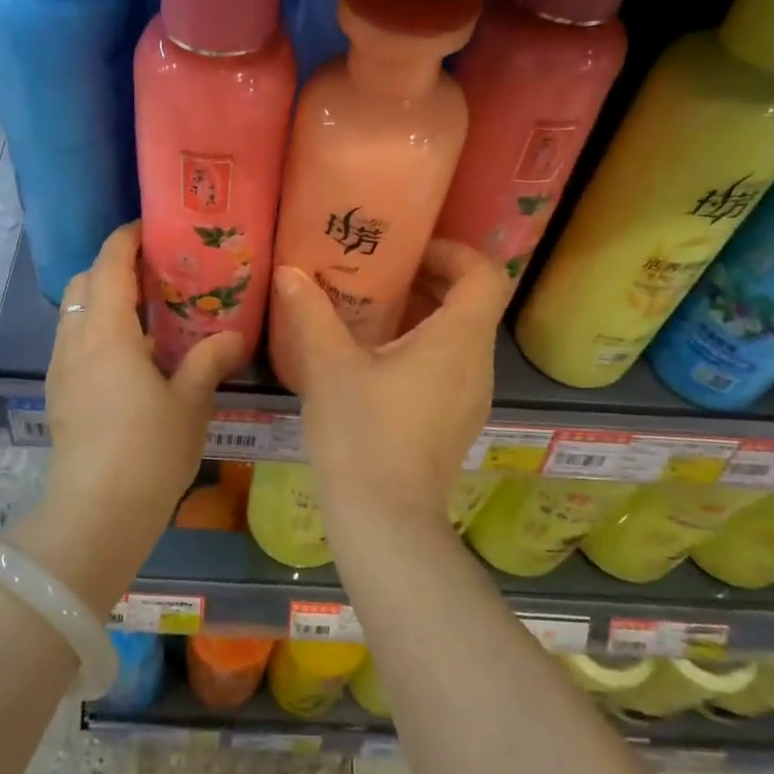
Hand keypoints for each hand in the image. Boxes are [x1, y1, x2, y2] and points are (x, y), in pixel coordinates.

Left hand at [44, 224, 243, 525]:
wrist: (96, 513)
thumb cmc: (148, 450)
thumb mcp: (189, 403)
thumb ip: (208, 361)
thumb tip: (231, 336)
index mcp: (106, 330)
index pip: (109, 262)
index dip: (127, 238)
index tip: (154, 230)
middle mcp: (76, 340)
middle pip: (85, 281)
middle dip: (114, 266)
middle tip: (157, 274)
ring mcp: (62, 368)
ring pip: (75, 312)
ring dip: (104, 299)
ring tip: (147, 312)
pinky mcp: (59, 394)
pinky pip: (74, 341)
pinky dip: (97, 329)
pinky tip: (129, 355)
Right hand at [273, 240, 508, 529]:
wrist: (385, 522)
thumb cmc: (363, 435)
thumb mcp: (328, 367)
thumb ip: (309, 312)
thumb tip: (289, 272)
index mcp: (458, 341)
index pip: (484, 274)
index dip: (453, 252)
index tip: (408, 251)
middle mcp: (476, 365)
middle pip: (472, 303)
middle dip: (428, 279)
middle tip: (378, 273)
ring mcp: (470, 398)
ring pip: (459, 337)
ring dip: (422, 315)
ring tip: (369, 313)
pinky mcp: (455, 423)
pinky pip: (448, 367)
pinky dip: (421, 349)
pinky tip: (374, 362)